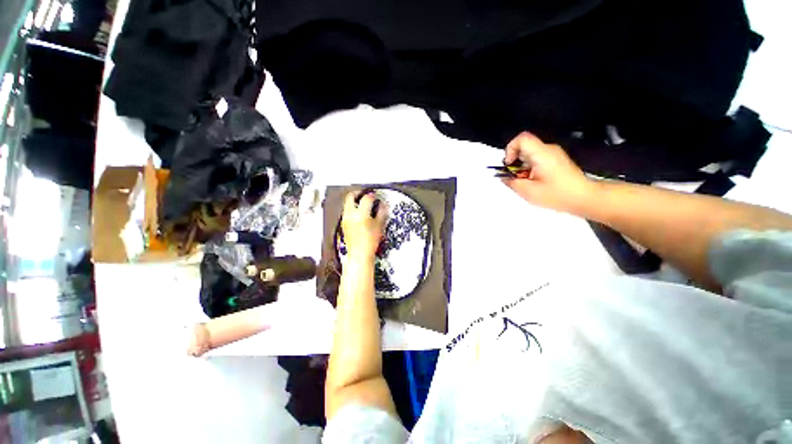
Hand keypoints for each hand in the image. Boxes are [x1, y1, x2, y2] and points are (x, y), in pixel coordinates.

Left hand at [342, 191, 387, 258]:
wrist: (359, 254)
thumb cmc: (369, 243)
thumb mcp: (379, 226)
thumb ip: (382, 212)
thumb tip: (383, 205)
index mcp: (360, 214)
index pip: (366, 198)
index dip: (372, 195)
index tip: (375, 196)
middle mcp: (350, 214)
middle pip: (351, 196)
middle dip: (359, 193)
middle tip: (365, 194)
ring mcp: (345, 218)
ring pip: (347, 203)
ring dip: (355, 200)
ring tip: (363, 203)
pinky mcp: (343, 223)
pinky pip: (346, 211)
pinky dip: (352, 208)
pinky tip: (359, 213)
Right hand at [501, 132, 596, 212]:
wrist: (584, 197)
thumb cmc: (560, 194)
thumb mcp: (528, 191)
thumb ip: (511, 182)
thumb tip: (503, 176)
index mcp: (542, 154)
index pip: (521, 139)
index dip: (510, 150)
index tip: (509, 165)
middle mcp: (548, 150)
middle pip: (523, 147)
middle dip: (514, 162)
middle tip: (515, 177)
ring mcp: (553, 154)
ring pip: (529, 154)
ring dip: (522, 167)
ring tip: (525, 182)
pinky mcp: (556, 160)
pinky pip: (536, 159)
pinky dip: (529, 169)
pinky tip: (533, 182)